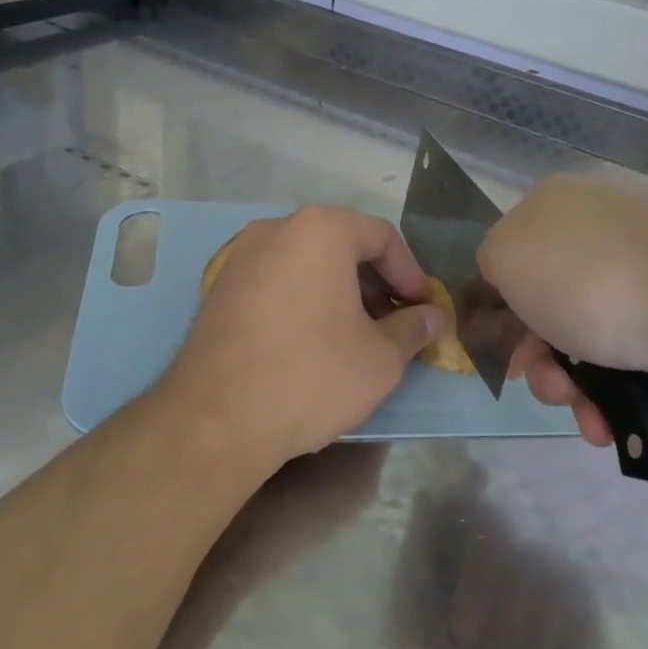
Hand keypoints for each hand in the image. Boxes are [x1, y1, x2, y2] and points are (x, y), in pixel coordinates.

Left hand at [160, 206, 443, 468]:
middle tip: (395, 321)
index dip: (410, 272)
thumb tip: (432, 318)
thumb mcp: (380, 358)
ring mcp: (240, 258)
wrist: (215, 419)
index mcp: (320, 230)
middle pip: (341, 244)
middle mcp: (275, 229)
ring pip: (306, 263)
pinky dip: (304, 300)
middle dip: (374, 282)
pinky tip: (314, 341)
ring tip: (358, 334)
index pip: (382, 236)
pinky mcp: (218, 289)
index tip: (423, 308)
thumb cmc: (311, 376)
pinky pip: (276, 282)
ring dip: (340, 291)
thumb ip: (413, 329)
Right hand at [477, 173, 647, 441]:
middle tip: (548, 386)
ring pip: (587, 338)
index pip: (514, 255)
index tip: (505, 348)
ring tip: (585, 413)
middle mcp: (606, 229)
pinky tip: (611, 419)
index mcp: (561, 204)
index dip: (502, 306)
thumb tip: (512, 283)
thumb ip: (489, 262)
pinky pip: (631, 354)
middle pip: (549, 304)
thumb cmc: (593, 281)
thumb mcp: (507, 257)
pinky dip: (614, 391)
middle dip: (540, 357)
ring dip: (572, 385)